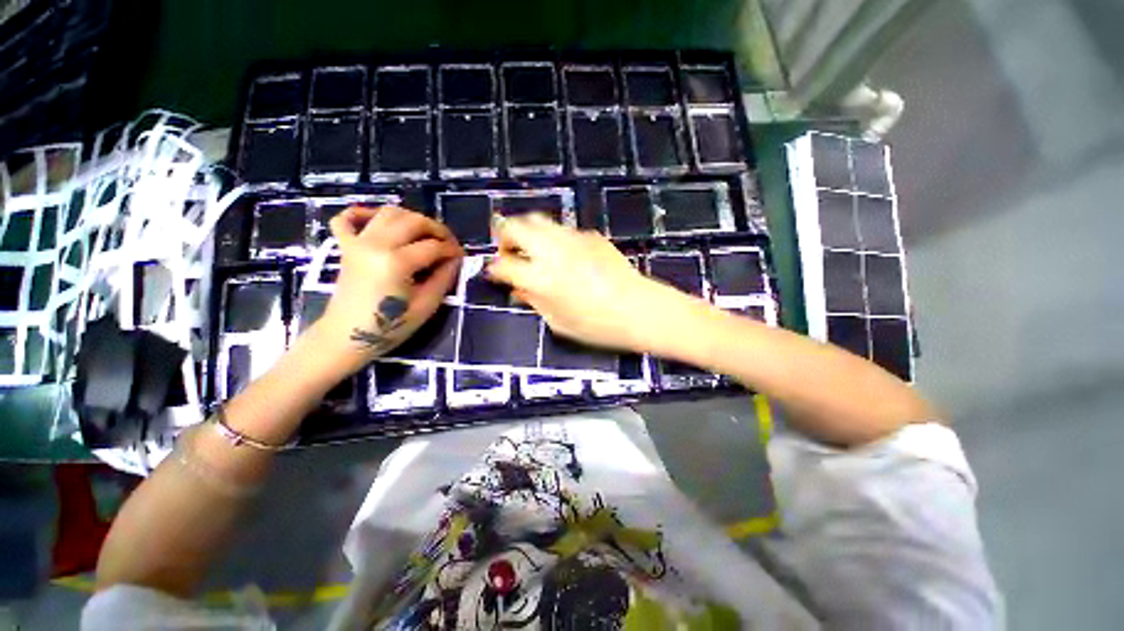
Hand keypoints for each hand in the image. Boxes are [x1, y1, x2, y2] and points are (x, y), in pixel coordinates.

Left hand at [310, 206, 462, 376]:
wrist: (346, 337)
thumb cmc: (390, 326)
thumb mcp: (426, 306)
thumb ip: (444, 278)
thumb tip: (455, 259)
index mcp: (397, 262)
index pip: (433, 246)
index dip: (452, 250)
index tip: (462, 257)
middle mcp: (376, 244)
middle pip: (413, 221)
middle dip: (437, 229)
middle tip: (448, 244)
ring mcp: (357, 242)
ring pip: (388, 212)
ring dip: (411, 218)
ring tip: (424, 234)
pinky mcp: (345, 247)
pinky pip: (347, 218)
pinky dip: (362, 213)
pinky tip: (377, 220)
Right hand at [487, 214, 688, 352]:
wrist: (640, 309)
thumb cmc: (598, 326)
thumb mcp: (558, 322)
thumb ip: (534, 301)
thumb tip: (518, 289)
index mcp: (541, 277)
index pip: (503, 264)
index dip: (495, 268)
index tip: (496, 274)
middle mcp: (552, 250)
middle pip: (515, 226)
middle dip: (504, 236)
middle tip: (508, 252)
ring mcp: (573, 238)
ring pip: (538, 219)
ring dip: (527, 232)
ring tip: (532, 250)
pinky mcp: (590, 235)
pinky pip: (562, 230)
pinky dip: (553, 238)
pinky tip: (563, 256)